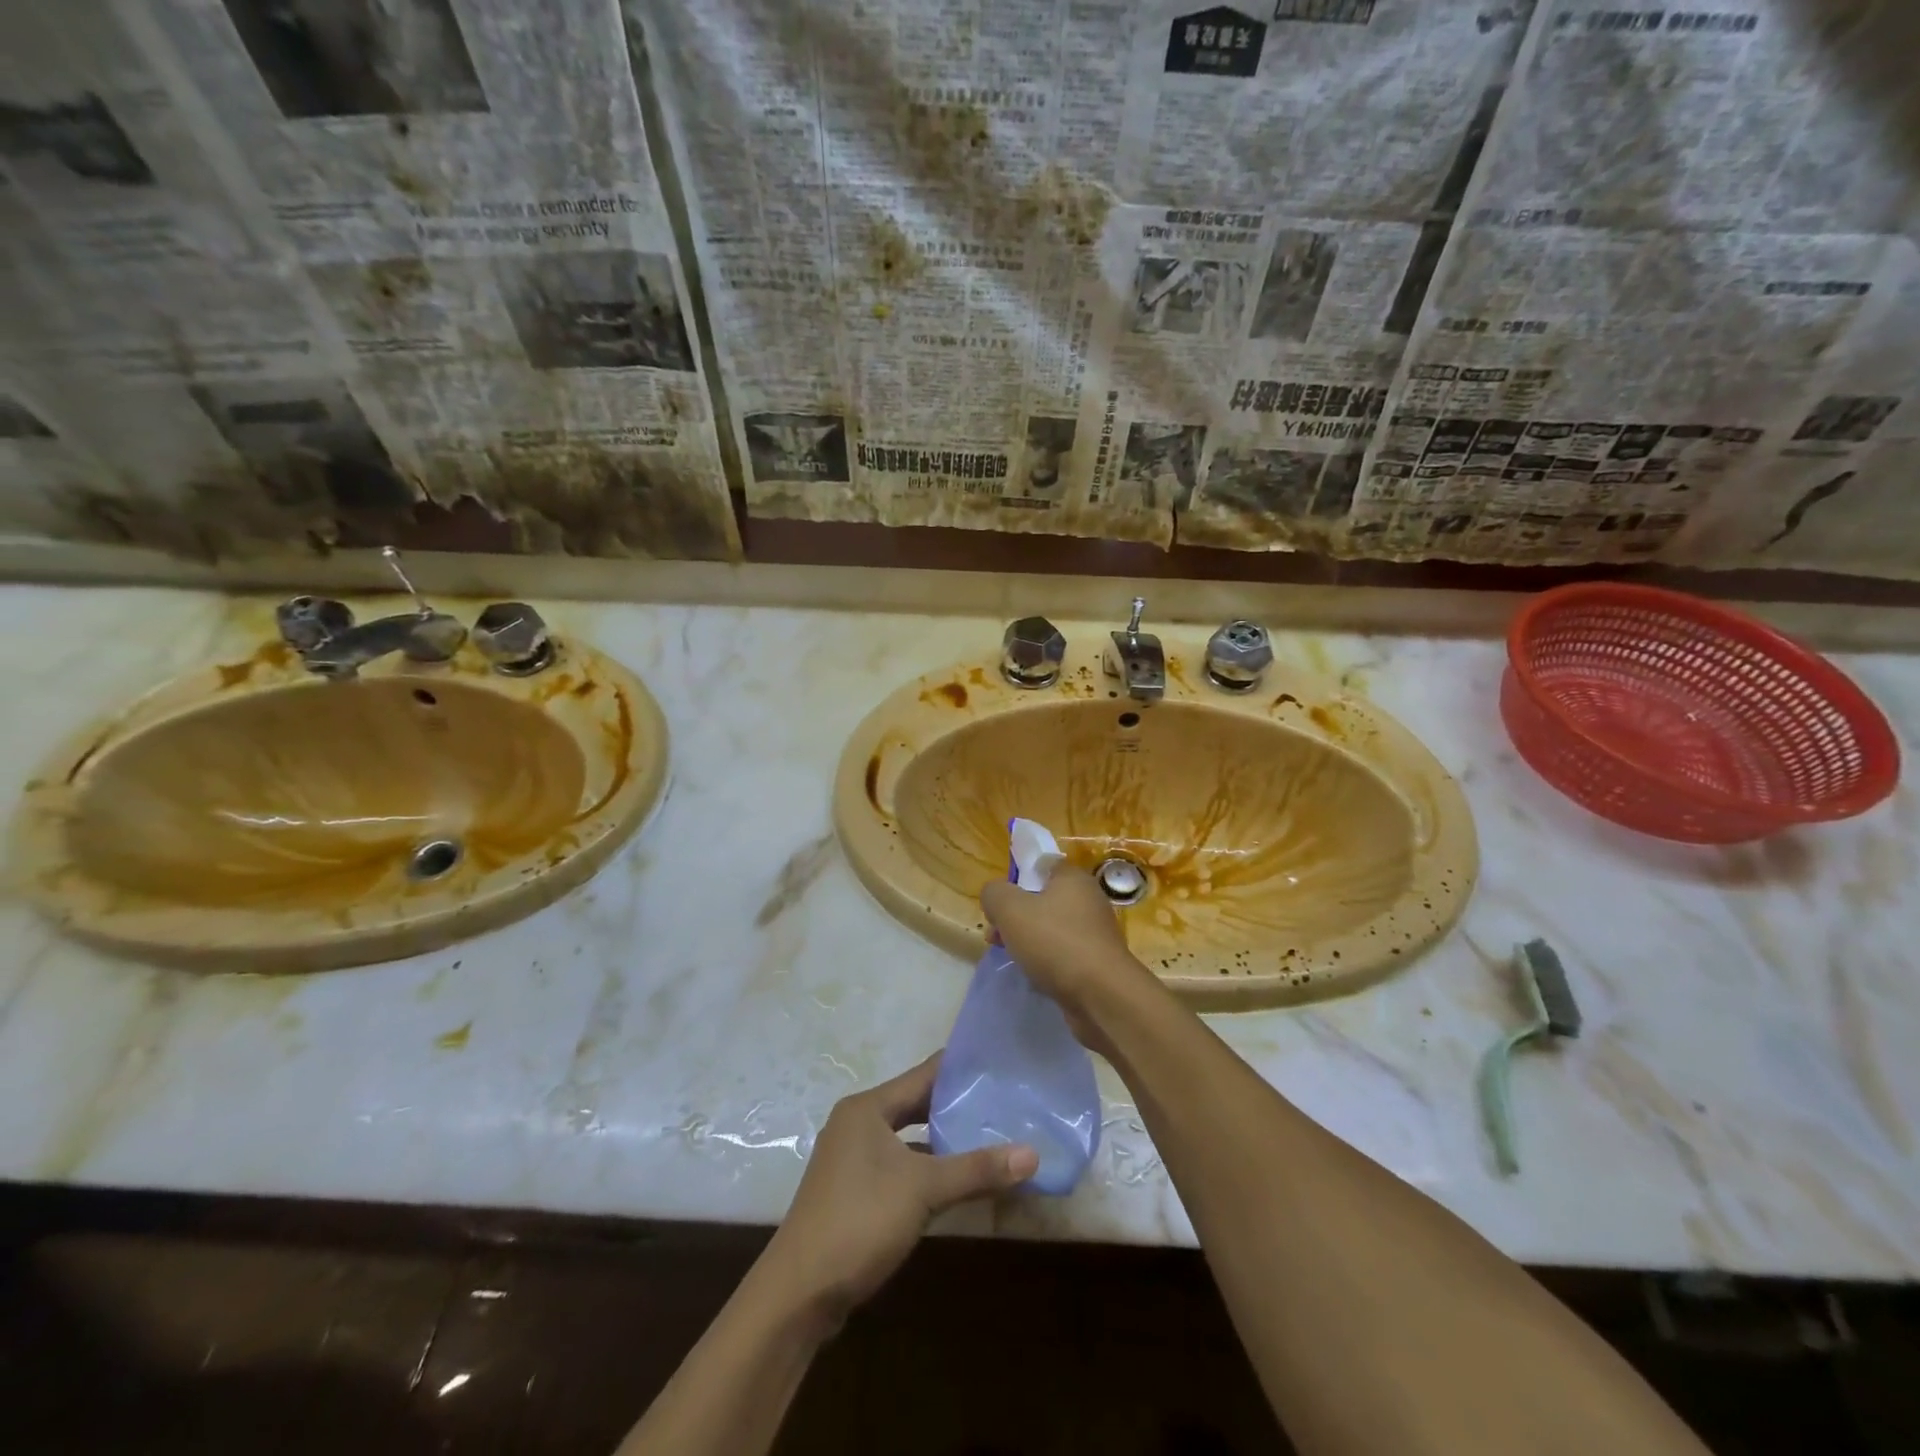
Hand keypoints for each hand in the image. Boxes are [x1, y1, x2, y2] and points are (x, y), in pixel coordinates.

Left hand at [762, 1054, 1037, 1326]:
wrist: (799, 1293)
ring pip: (907, 1138)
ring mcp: (852, 1159)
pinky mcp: (853, 1191)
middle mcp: (857, 1123)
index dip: (959, 1069)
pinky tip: (955, 1179)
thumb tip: (1033, 1154)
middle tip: (1001, 1102)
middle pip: (915, 1104)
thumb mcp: (924, 1190)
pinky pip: (899, 1165)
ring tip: (987, 1136)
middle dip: (954, 1106)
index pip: (922, 1074)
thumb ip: (976, 1169)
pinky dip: (926, 1167)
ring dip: (941, 1140)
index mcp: (867, 1108)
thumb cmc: (860, 1221)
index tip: (998, 1064)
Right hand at [980, 865, 1155, 1036]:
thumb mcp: (1011, 909)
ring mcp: (1095, 933)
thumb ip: (995, 894)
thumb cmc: (1055, 942)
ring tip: (1009, 956)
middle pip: (1044, 899)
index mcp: (1073, 878)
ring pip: (1052, 929)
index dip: (1018, 877)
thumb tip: (994, 894)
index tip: (1000, 899)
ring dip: (1029, 940)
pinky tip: (1033, 975)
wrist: (1102, 995)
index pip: (1043, 865)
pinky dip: (1047, 962)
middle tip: (995, 933)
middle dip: (1016, 915)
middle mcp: (1089, 901)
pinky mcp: (1097, 963)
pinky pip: (1063, 954)